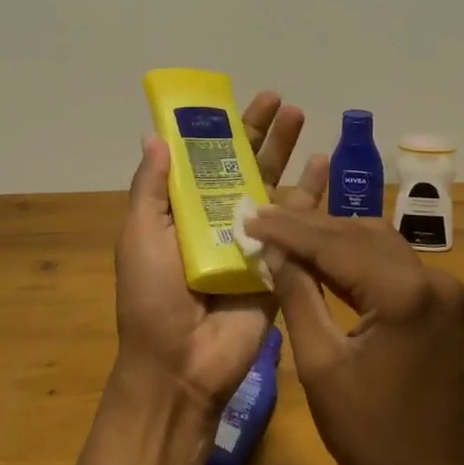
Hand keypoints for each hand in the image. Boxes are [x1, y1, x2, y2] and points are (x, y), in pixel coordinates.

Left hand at [113, 92, 321, 412]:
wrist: (181, 364)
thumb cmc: (153, 296)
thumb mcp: (139, 235)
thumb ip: (151, 188)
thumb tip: (156, 137)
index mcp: (185, 211)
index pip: (206, 160)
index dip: (221, 130)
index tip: (238, 101)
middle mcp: (220, 220)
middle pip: (245, 167)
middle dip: (263, 134)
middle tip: (283, 103)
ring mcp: (254, 241)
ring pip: (275, 188)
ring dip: (288, 154)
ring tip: (303, 119)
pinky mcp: (281, 263)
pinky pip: (299, 224)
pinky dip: (312, 194)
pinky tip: (324, 166)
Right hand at [239, 204, 463, 464]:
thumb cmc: (369, 433)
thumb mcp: (320, 364)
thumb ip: (298, 296)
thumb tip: (273, 250)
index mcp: (404, 293)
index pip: (334, 244)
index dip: (288, 230)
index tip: (249, 215)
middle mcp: (431, 277)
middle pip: (358, 234)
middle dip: (307, 227)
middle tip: (260, 217)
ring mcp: (442, 288)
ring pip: (376, 242)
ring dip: (331, 237)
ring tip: (282, 231)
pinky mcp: (441, 302)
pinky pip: (391, 264)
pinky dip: (354, 257)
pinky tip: (319, 257)